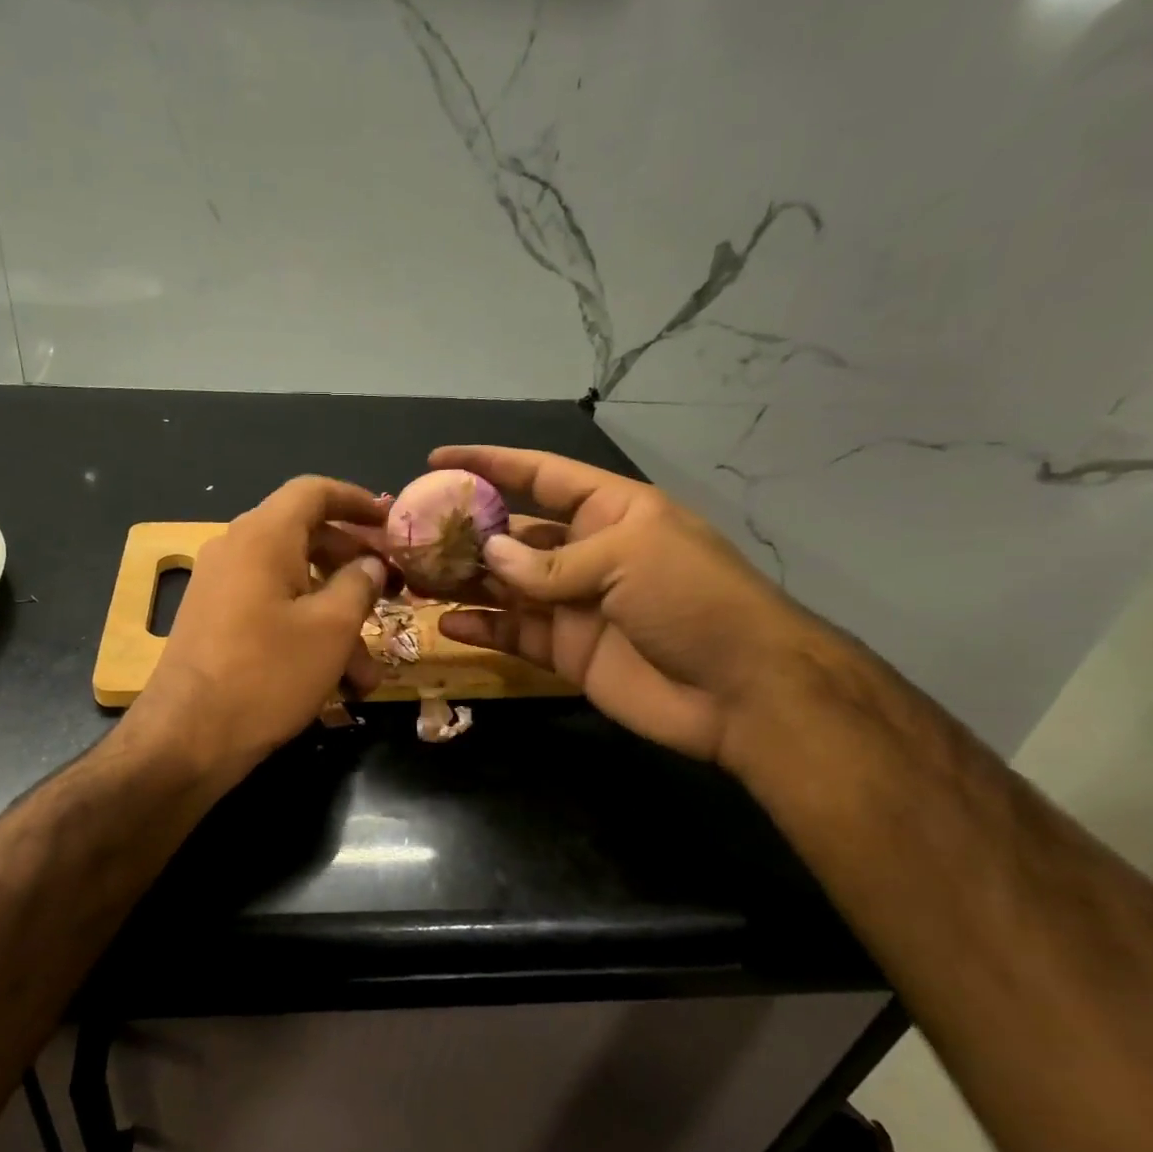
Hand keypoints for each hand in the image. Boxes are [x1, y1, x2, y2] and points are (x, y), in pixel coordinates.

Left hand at [126, 476, 391, 784]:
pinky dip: (307, 634)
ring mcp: (222, 589)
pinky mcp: (216, 624)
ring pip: (294, 586)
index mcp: (263, 536)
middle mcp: (237, 551)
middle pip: (307, 538)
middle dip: (355, 567)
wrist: (187, 738)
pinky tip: (336, 683)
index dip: (357, 500)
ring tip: (369, 671)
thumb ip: (359, 585)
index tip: (392, 521)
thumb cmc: (267, 675)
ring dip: (337, 620)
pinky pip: (272, 612)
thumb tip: (371, 563)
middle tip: (394, 591)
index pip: (314, 492)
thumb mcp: (331, 629)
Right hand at [432, 445, 823, 763]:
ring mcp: (574, 605)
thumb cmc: (694, 601)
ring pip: (505, 586)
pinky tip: (445, 621)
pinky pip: (514, 634)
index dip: (490, 463)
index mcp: (610, 511)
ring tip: (414, 575)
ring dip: (463, 579)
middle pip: (513, 533)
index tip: (438, 459)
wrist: (741, 692)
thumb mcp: (628, 559)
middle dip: (465, 530)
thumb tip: (489, 556)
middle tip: (411, 531)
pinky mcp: (566, 651)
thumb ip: (552, 561)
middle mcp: (587, 552)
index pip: (540, 475)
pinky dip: (481, 628)